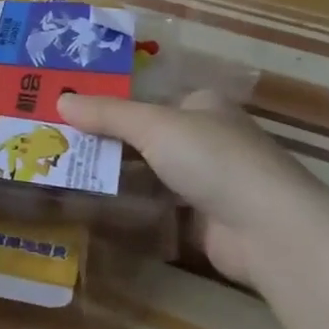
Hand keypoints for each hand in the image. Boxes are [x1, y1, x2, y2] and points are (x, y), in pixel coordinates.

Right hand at [58, 90, 314, 290]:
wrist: (268, 229)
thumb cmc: (212, 158)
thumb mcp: (153, 125)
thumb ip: (107, 114)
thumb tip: (61, 99)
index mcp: (202, 105)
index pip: (150, 98)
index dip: (113, 104)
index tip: (71, 111)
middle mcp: (207, 139)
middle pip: (148, 138)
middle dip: (109, 143)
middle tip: (60, 145)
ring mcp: (209, 183)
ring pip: (153, 175)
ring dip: (119, 177)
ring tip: (68, 176)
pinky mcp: (207, 222)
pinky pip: (161, 210)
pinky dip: (135, 210)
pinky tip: (99, 210)